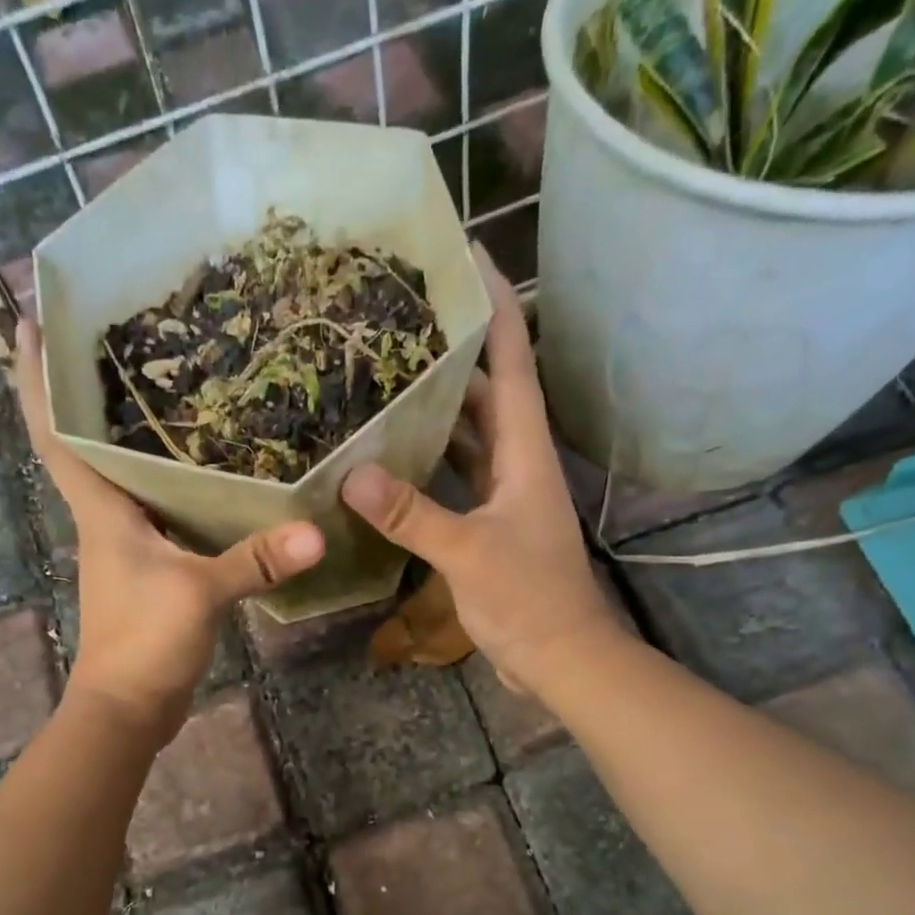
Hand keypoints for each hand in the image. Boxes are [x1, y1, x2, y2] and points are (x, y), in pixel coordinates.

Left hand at [16, 319, 324, 741]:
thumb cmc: (142, 642)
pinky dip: (170, 486)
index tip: (30, 320)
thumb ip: (254, 562)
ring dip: (131, 436)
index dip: (37, 378)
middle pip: (86, 443)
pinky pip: (157, 512)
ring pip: (124, 477)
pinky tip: (204, 472)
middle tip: (114, 333)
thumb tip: (315, 532)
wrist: (126, 708)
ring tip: (166, 385)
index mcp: (101, 511)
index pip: (55, 433)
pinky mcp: (149, 570)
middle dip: (87, 391)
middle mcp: (105, 519)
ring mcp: (126, 546)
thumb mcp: (199, 595)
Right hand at [340, 250, 609, 698]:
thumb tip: (352, 476)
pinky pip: (456, 477)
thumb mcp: (469, 553)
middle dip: (453, 352)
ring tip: (387, 377)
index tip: (469, 256)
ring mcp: (504, 495)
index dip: (495, 307)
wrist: (562, 658)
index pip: (514, 361)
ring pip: (470, 435)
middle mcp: (517, 462)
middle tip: (401, 321)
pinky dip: (429, 463)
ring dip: (437, 408)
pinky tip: (391, 458)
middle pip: (487, 391)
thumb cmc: (529, 601)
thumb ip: (413, 515)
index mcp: (525, 451)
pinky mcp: (489, 526)